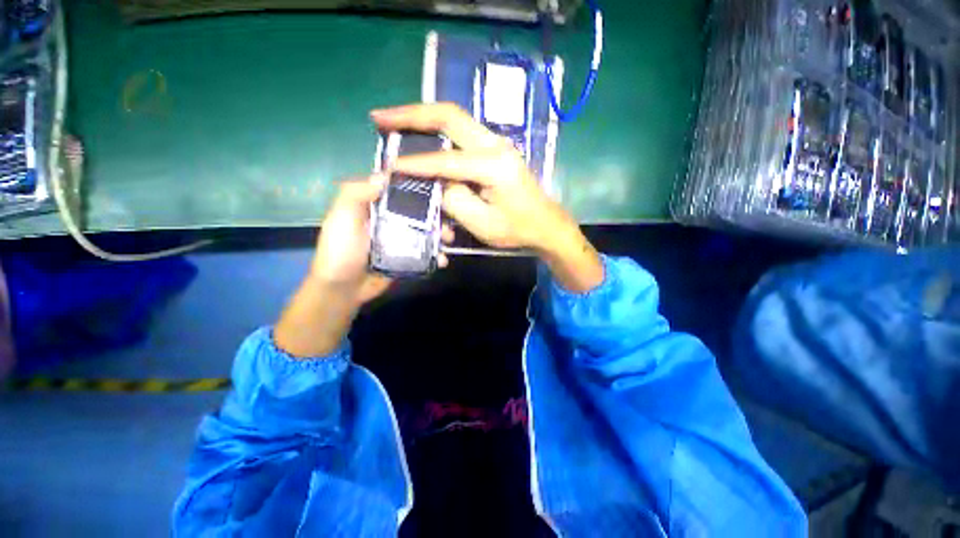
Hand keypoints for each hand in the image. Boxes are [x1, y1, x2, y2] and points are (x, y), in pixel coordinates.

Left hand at [311, 175, 454, 303]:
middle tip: (447, 220)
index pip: (399, 192)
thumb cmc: (341, 251)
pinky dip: (436, 255)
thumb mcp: (341, 218)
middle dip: (436, 215)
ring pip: (425, 232)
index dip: (418, 189)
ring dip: (440, 235)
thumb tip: (383, 176)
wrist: (343, 289)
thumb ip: (355, 194)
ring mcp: (400, 240)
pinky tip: (443, 259)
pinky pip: (425, 252)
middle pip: (418, 213)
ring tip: (448, 240)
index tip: (438, 188)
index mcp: (375, 207)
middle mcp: (390, 221)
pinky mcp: (407, 258)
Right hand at [370, 103, 603, 292]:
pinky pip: (461, 132)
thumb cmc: (516, 229)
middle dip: (411, 115)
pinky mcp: (495, 149)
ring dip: (422, 118)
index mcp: (494, 166)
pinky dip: (438, 130)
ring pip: (454, 119)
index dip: (415, 164)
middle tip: (379, 118)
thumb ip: (454, 199)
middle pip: (449, 116)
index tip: (388, 166)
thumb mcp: (482, 223)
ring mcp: (497, 143)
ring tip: (394, 122)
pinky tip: (422, 134)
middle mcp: (495, 145)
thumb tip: (434, 181)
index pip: (445, 161)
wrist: (545, 224)